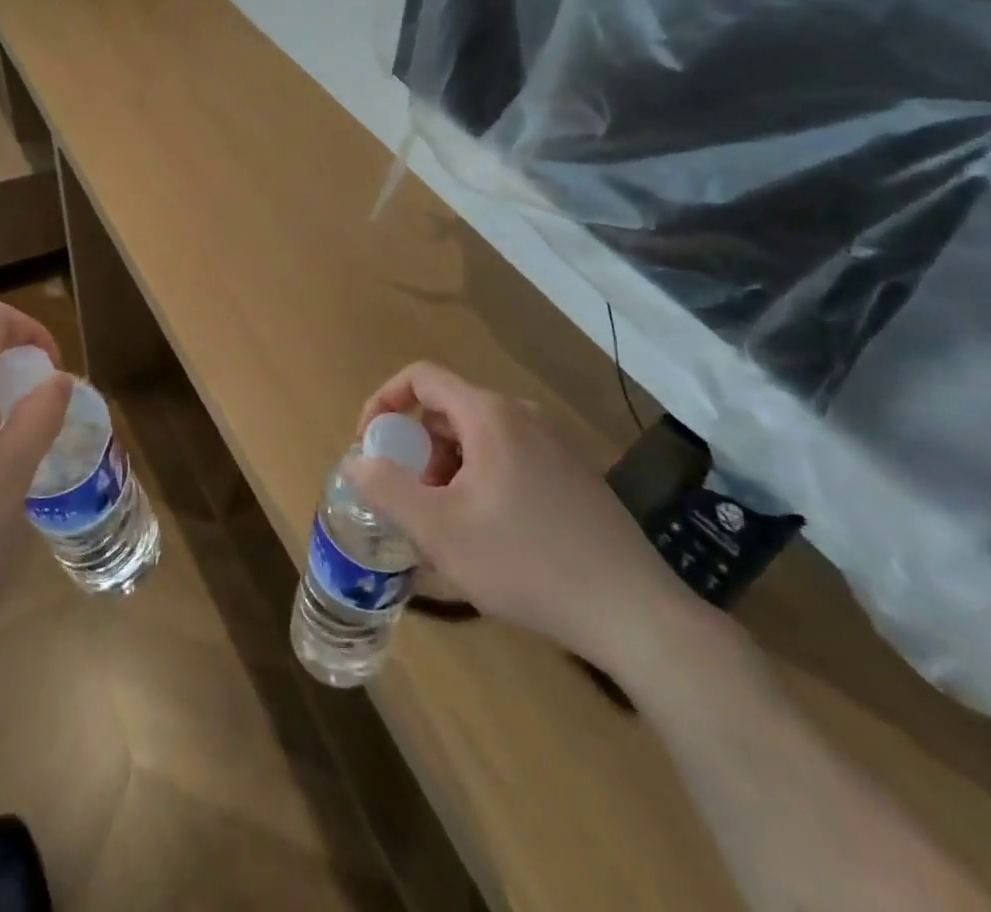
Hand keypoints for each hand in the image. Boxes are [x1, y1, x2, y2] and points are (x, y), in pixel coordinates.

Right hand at [348, 361, 694, 677]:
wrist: (634, 613)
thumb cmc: (526, 561)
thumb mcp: (439, 530)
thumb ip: (386, 488)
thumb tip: (356, 461)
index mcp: (489, 415)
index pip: (421, 377)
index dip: (384, 401)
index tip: (369, 445)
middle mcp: (522, 417)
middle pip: (447, 412)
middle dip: (416, 452)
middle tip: (408, 502)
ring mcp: (552, 446)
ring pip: (477, 442)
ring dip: (446, 474)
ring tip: (443, 531)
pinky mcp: (571, 477)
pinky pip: (506, 462)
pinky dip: (478, 485)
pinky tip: (485, 541)